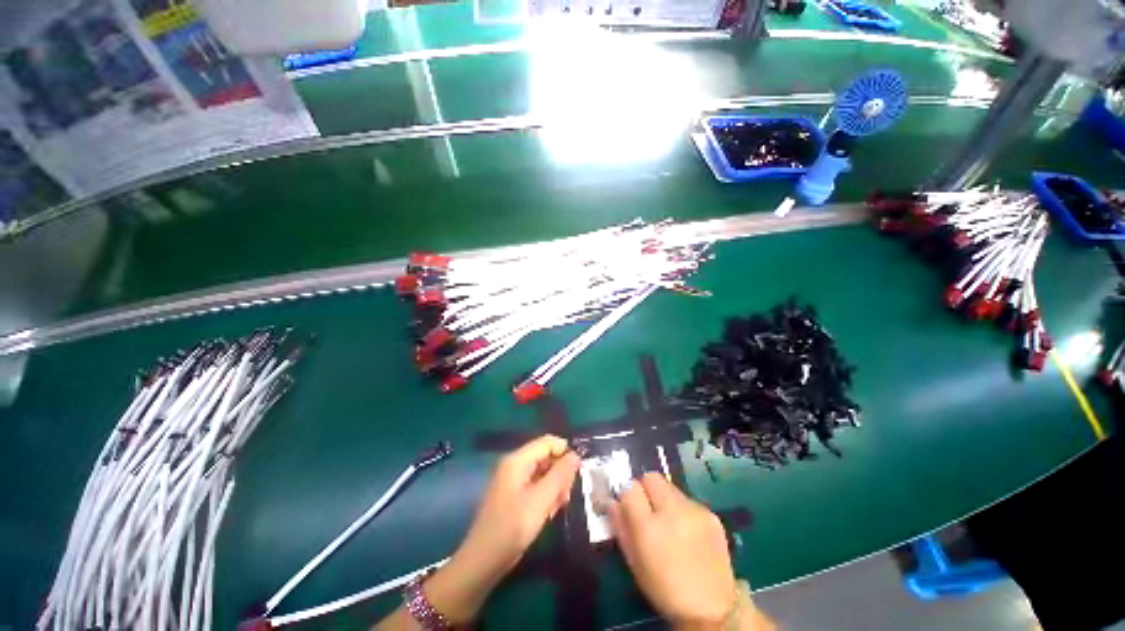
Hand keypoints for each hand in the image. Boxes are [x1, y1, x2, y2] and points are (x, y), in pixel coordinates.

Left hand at [425, 435, 579, 623]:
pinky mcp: (517, 497)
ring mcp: (515, 482)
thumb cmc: (512, 526)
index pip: (547, 442)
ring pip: (544, 474)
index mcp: (518, 460)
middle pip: (546, 457)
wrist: (484, 561)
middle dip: (560, 473)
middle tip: (567, 494)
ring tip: (558, 506)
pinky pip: (538, 487)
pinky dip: (547, 497)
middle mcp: (516, 466)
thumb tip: (575, 455)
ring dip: (555, 487)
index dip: (565, 451)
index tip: (579, 470)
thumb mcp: (541, 499)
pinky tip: (549, 513)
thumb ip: (560, 475)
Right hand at [609, 473, 738, 629]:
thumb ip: (620, 526)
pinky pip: (688, 500)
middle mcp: (672, 511)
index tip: (628, 504)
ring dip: (664, 498)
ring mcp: (695, 510)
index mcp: (649, 527)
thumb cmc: (664, 589)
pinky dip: (682, 510)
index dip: (626, 494)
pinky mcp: (711, 514)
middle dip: (645, 488)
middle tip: (647, 510)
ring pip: (670, 487)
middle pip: (651, 477)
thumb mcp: (634, 562)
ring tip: (669, 523)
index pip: (630, 487)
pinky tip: (687, 532)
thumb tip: (611, 500)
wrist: (712, 610)